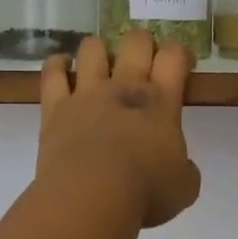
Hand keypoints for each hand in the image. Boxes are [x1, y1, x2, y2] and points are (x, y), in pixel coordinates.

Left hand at [37, 33, 200, 227]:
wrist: (91, 196)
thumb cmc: (145, 192)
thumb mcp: (184, 187)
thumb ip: (185, 170)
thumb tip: (181, 168)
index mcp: (160, 101)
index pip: (174, 57)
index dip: (180, 53)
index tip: (182, 65)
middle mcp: (124, 87)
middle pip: (136, 42)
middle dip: (142, 44)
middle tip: (143, 61)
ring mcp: (86, 93)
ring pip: (92, 49)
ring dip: (98, 50)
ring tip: (101, 63)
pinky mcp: (55, 107)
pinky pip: (52, 74)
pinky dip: (57, 65)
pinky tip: (61, 65)